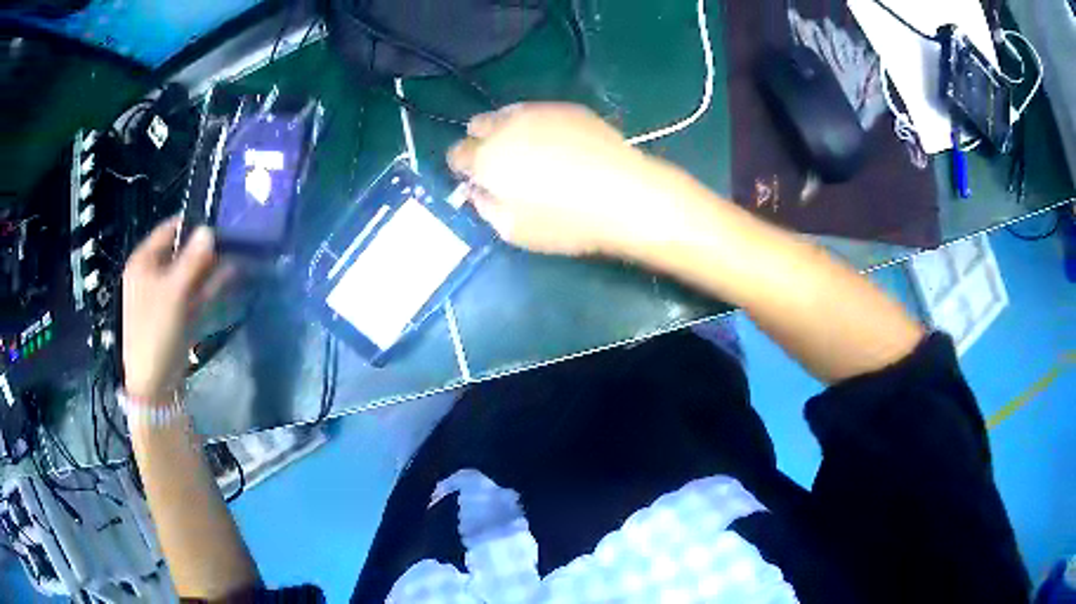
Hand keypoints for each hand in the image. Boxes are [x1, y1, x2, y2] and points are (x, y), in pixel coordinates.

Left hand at [122, 218, 229, 401]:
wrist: (153, 385)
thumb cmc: (156, 332)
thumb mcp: (174, 293)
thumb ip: (193, 260)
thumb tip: (210, 228)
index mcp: (144, 261)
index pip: (170, 229)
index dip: (193, 223)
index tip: (220, 220)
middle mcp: (153, 274)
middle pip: (182, 251)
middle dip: (208, 248)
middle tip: (235, 240)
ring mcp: (165, 296)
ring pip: (191, 274)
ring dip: (213, 268)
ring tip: (241, 258)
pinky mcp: (176, 315)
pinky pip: (194, 294)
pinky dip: (210, 288)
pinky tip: (231, 280)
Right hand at [447, 103, 664, 255]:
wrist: (624, 195)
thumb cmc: (565, 221)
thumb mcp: (513, 231)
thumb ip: (485, 207)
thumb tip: (477, 191)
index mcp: (487, 157)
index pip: (457, 153)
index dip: (464, 168)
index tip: (478, 180)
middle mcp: (507, 126)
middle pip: (478, 124)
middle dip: (482, 142)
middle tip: (502, 165)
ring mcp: (539, 111)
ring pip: (508, 112)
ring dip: (508, 129)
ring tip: (532, 153)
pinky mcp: (568, 108)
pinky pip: (540, 111)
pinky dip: (539, 125)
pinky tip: (561, 145)